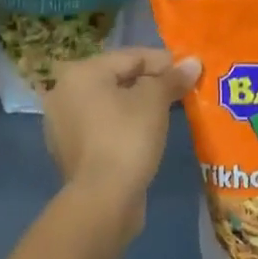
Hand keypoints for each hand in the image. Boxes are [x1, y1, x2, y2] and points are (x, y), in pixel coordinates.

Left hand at [42, 48, 199, 238]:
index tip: (188, 70)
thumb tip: (194, 62)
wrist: (102, 202)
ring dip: (137, 104)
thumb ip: (172, 78)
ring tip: (168, 110)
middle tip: (180, 89)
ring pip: (110, 103)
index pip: (130, 57)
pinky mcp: (70, 150)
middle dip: (150, 82)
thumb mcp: (154, 102)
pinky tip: (146, 133)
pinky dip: (123, 125)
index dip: (162, 61)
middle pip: (118, 78)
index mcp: (81, 72)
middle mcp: (65, 92)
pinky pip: (103, 126)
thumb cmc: (127, 139)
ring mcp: (63, 124)